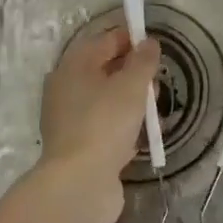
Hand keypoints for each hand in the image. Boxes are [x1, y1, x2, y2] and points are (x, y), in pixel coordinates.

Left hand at [36, 26, 160, 222]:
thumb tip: (149, 42)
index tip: (156, 47)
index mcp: (73, 66)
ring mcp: (69, 119)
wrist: (79, 183)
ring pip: (105, 99)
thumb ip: (143, 61)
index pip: (105, 40)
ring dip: (130, 101)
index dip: (131, 39)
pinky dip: (121, 125)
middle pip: (104, 70)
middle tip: (157, 81)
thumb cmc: (105, 123)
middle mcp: (66, 88)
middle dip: (132, 72)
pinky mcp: (77, 145)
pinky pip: (104, 125)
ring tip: (153, 110)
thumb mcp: (131, 86)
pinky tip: (140, 135)